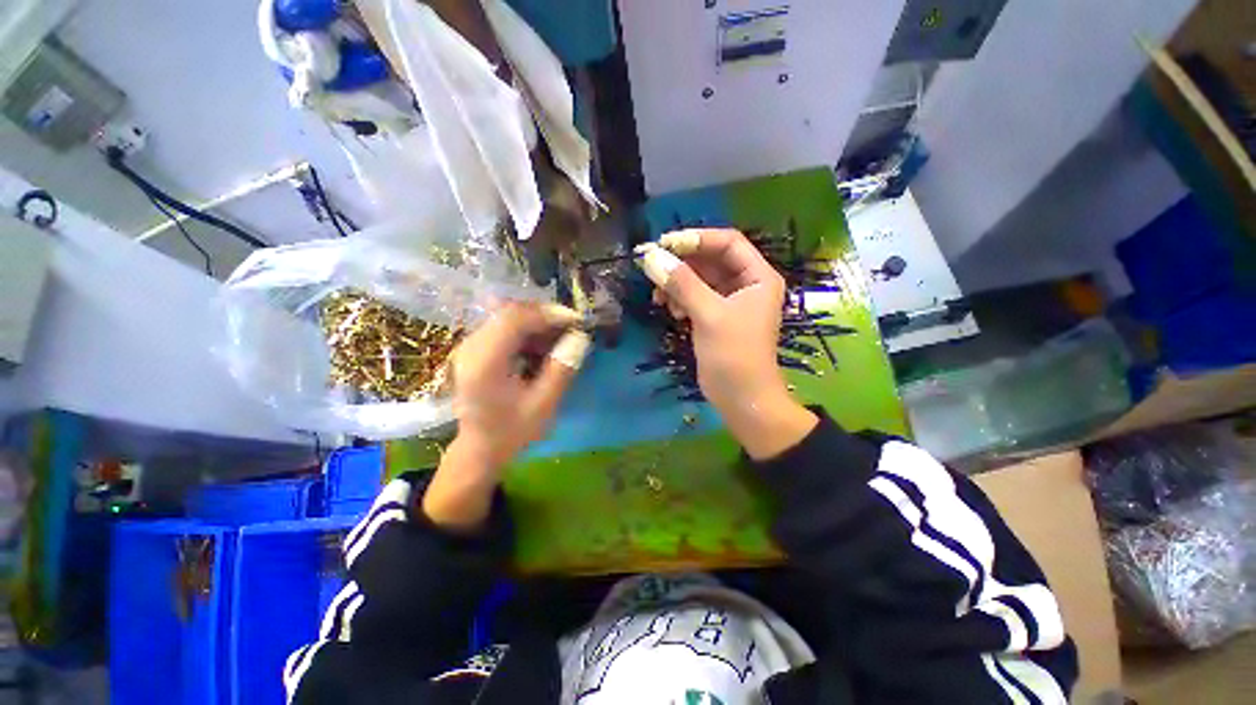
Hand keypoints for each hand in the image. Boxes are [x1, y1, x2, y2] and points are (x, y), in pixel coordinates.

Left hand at [423, 303, 588, 529]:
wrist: (480, 448)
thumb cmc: (512, 431)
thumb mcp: (544, 406)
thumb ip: (562, 370)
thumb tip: (580, 338)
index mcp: (484, 363)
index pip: (514, 319)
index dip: (548, 314)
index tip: (576, 321)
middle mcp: (471, 347)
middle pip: (510, 312)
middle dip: (546, 316)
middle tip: (572, 329)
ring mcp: (470, 345)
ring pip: (508, 317)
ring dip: (538, 323)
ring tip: (561, 338)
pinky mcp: (475, 348)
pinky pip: (504, 327)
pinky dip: (528, 331)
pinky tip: (543, 346)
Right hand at [639, 229, 816, 459]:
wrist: (742, 400)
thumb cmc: (734, 355)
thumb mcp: (709, 315)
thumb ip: (682, 283)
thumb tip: (651, 256)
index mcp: (757, 276)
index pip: (727, 242)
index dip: (697, 239)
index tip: (664, 244)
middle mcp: (746, 284)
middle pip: (711, 259)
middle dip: (682, 262)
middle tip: (653, 266)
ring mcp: (729, 302)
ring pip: (700, 279)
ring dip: (678, 283)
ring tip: (660, 296)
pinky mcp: (715, 317)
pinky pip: (695, 297)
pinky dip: (680, 299)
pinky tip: (671, 310)